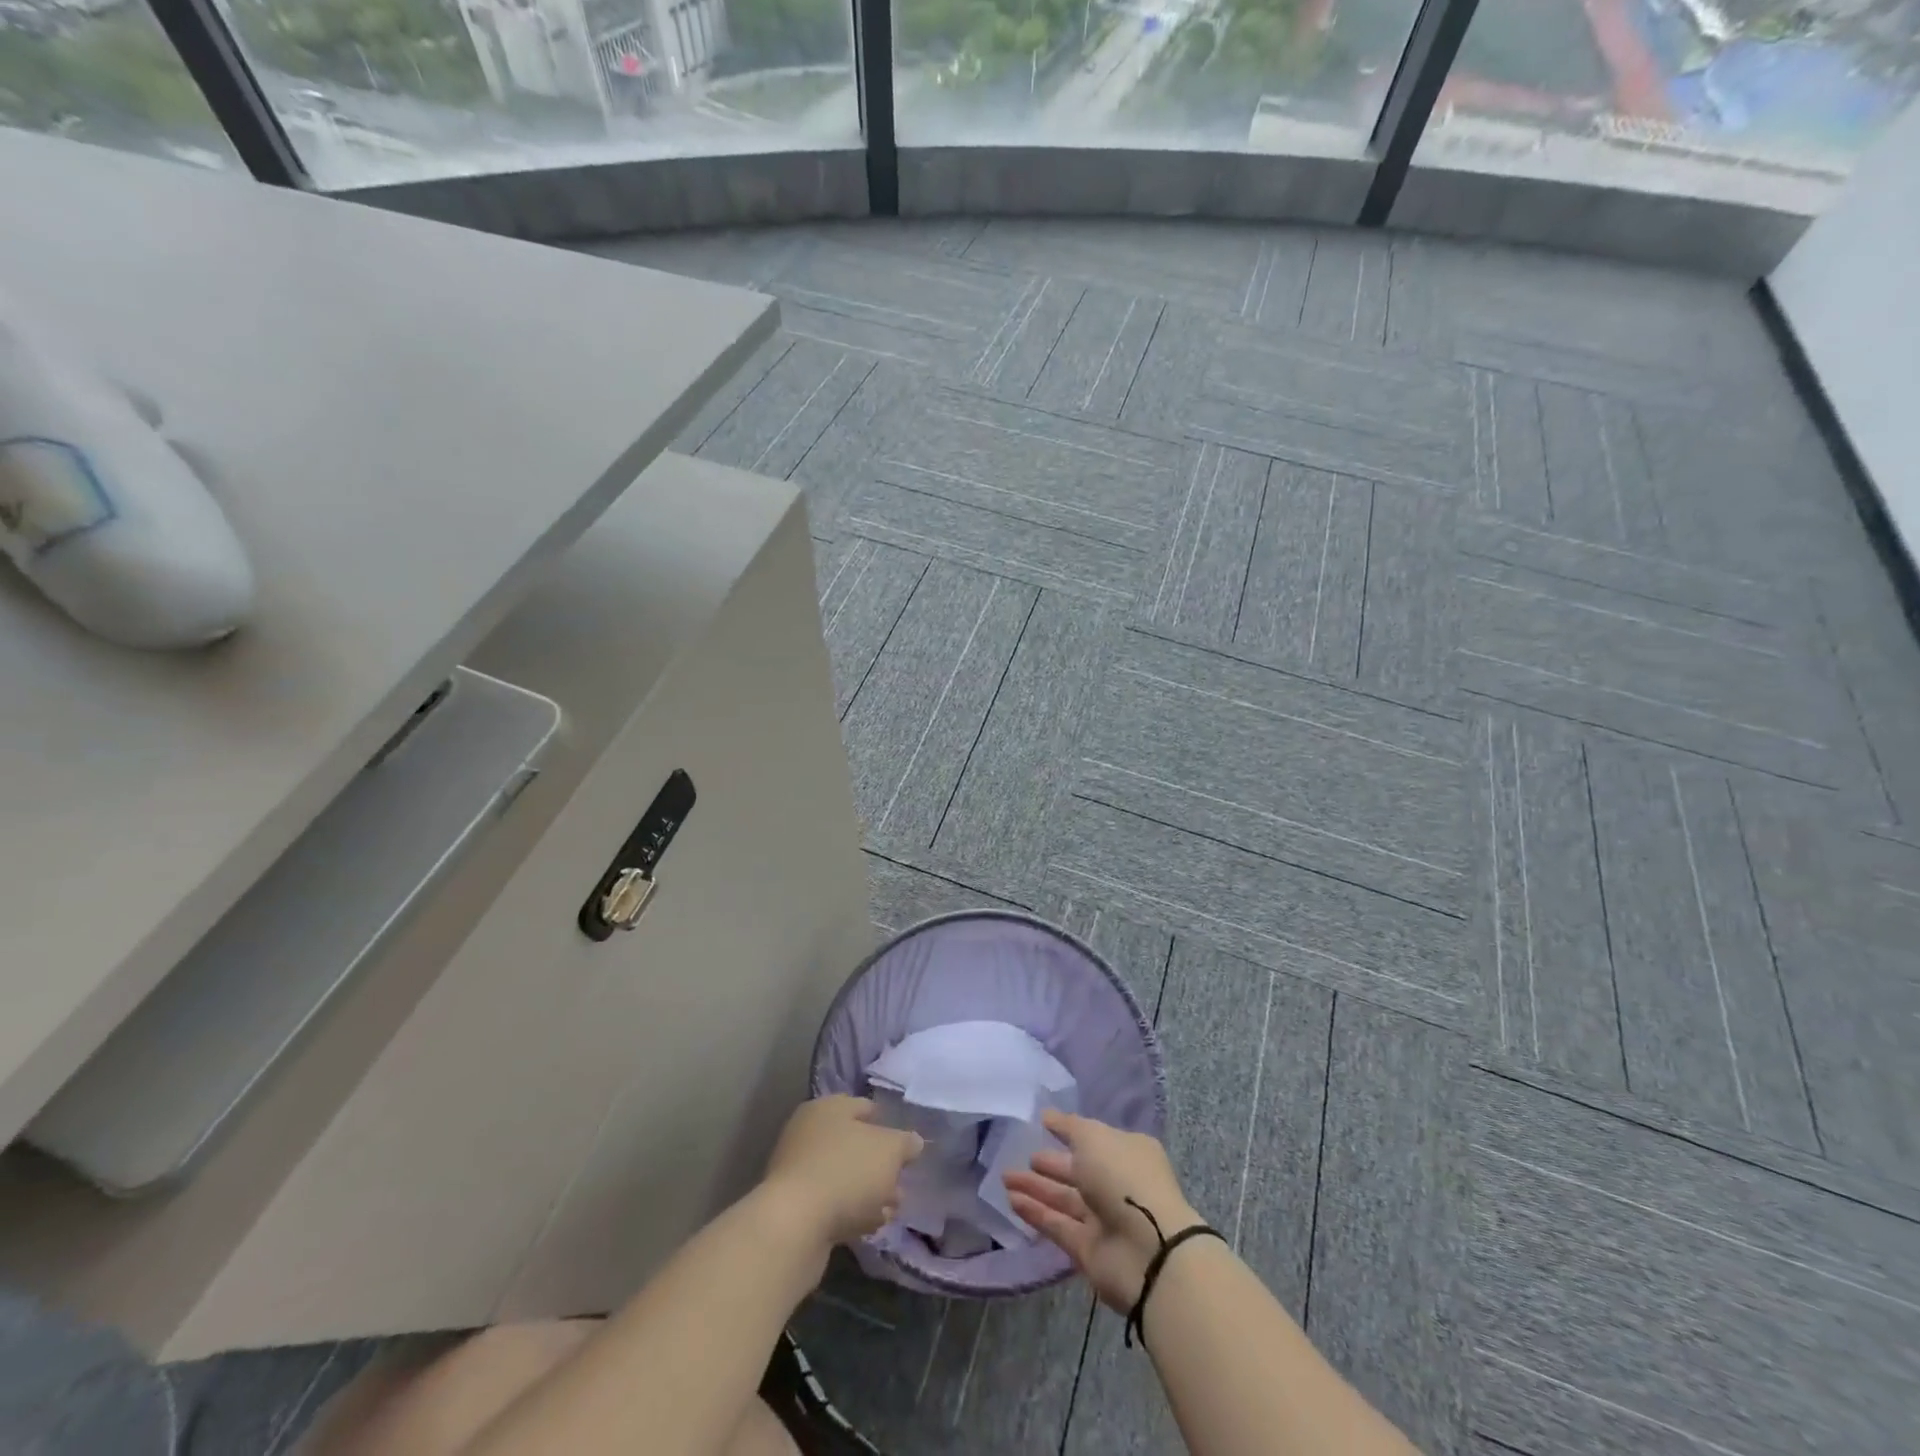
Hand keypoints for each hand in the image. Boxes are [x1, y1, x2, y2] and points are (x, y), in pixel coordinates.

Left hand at [761, 1095, 924, 1247]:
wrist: (794, 1226)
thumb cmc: (846, 1172)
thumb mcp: (889, 1151)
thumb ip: (905, 1143)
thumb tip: (913, 1142)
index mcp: (828, 1108)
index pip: (865, 1108)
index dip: (888, 1125)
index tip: (906, 1148)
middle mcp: (808, 1132)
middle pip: (854, 1144)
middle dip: (880, 1165)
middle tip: (900, 1185)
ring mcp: (798, 1170)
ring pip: (844, 1176)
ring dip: (868, 1192)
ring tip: (890, 1211)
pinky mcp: (794, 1206)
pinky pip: (830, 1203)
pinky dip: (850, 1211)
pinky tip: (869, 1226)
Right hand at [1003, 1111, 1200, 1313]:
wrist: (1149, 1250)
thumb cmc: (1124, 1178)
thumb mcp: (1093, 1138)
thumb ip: (1068, 1126)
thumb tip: (1047, 1115)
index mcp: (1127, 1152)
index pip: (1093, 1139)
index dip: (1069, 1131)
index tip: (1043, 1125)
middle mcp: (1116, 1184)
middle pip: (1077, 1171)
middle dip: (1049, 1164)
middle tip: (1021, 1155)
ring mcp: (1104, 1219)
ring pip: (1064, 1199)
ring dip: (1036, 1188)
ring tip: (1005, 1177)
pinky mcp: (1089, 1249)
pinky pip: (1058, 1225)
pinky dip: (1036, 1213)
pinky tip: (1012, 1200)